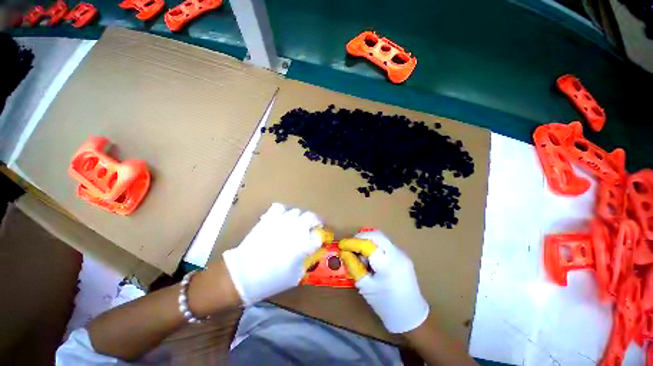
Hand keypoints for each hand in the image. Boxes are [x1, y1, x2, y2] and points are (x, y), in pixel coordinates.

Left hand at [222, 203, 322, 304]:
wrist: (243, 274)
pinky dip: (282, 212)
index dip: (319, 238)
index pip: (319, 236)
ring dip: (298, 218)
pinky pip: (279, 208)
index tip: (317, 241)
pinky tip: (280, 219)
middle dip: (314, 222)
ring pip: (296, 211)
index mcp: (304, 244)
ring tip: (294, 225)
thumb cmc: (271, 280)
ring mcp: (282, 221)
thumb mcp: (295, 276)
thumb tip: (309, 251)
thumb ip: (306, 261)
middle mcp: (296, 229)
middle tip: (311, 228)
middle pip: (311, 217)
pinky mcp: (269, 218)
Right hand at [339, 230, 428, 332]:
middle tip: (350, 245)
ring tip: (361, 254)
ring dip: (368, 241)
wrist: (411, 316)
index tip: (342, 245)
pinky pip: (386, 245)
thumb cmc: (385, 304)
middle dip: (361, 237)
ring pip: (381, 238)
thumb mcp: (366, 287)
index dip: (352, 242)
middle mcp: (397, 254)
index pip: (367, 244)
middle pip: (376, 235)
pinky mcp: (403, 257)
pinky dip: (375, 246)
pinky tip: (371, 259)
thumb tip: (344, 252)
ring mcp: (402, 254)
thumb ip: (354, 266)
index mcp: (387, 265)